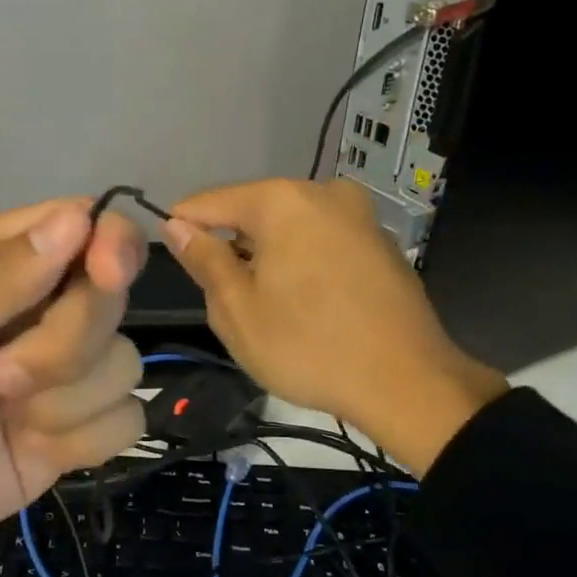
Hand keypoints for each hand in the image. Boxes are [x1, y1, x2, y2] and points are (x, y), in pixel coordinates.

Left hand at [0, 199, 146, 569]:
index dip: (108, 245)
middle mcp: (33, 308)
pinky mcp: (69, 429)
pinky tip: (32, 447)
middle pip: (110, 298)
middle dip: (66, 343)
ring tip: (3, 413)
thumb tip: (78, 218)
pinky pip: (125, 419)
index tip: (105, 276)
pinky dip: (84, 438)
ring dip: (67, 398)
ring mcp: (55, 373)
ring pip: (124, 362)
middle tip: (0, 375)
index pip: (82, 224)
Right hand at [163, 179, 505, 476]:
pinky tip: (303, 303)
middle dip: (231, 245)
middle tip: (220, 295)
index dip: (183, 226)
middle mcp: (324, 193)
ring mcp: (359, 215)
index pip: (212, 202)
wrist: (407, 384)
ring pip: (289, 227)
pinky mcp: (380, 243)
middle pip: (254, 211)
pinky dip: (300, 261)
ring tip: (263, 304)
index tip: (169, 254)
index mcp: (283, 201)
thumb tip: (178, 226)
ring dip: (266, 255)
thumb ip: (204, 260)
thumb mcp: (237, 310)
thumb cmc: (309, 346)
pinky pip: (321, 240)